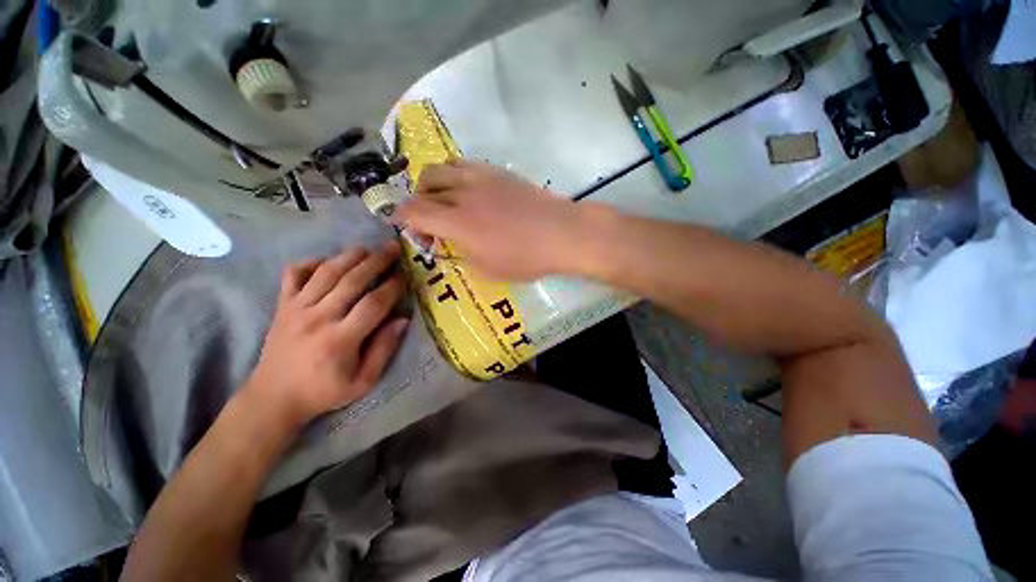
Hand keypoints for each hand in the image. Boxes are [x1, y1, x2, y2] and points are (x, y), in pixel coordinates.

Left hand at [244, 242, 408, 427]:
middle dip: (376, 261)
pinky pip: (294, 275)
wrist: (273, 397)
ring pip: (326, 273)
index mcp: (340, 339)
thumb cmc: (324, 392)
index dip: (392, 287)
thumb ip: (384, 349)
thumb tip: (403, 320)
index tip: (405, 276)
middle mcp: (318, 318)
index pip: (373, 304)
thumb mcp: (363, 382)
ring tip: (367, 248)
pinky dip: (310, 263)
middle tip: (393, 248)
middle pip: (351, 280)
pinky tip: (327, 260)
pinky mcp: (282, 306)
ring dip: (349, 256)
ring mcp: (296, 309)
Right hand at [397, 161, 583, 279]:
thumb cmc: (526, 258)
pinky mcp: (496, 171)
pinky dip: (454, 176)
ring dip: (433, 186)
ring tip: (446, 203)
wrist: (560, 233)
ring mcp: (479, 178)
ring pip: (439, 169)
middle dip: (418, 206)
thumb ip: (461, 253)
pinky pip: (463, 164)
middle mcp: (462, 194)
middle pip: (422, 188)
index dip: (403, 220)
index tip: (415, 233)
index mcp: (457, 223)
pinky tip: (467, 191)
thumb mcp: (488, 270)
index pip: (412, 212)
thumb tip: (452, 241)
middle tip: (433, 224)